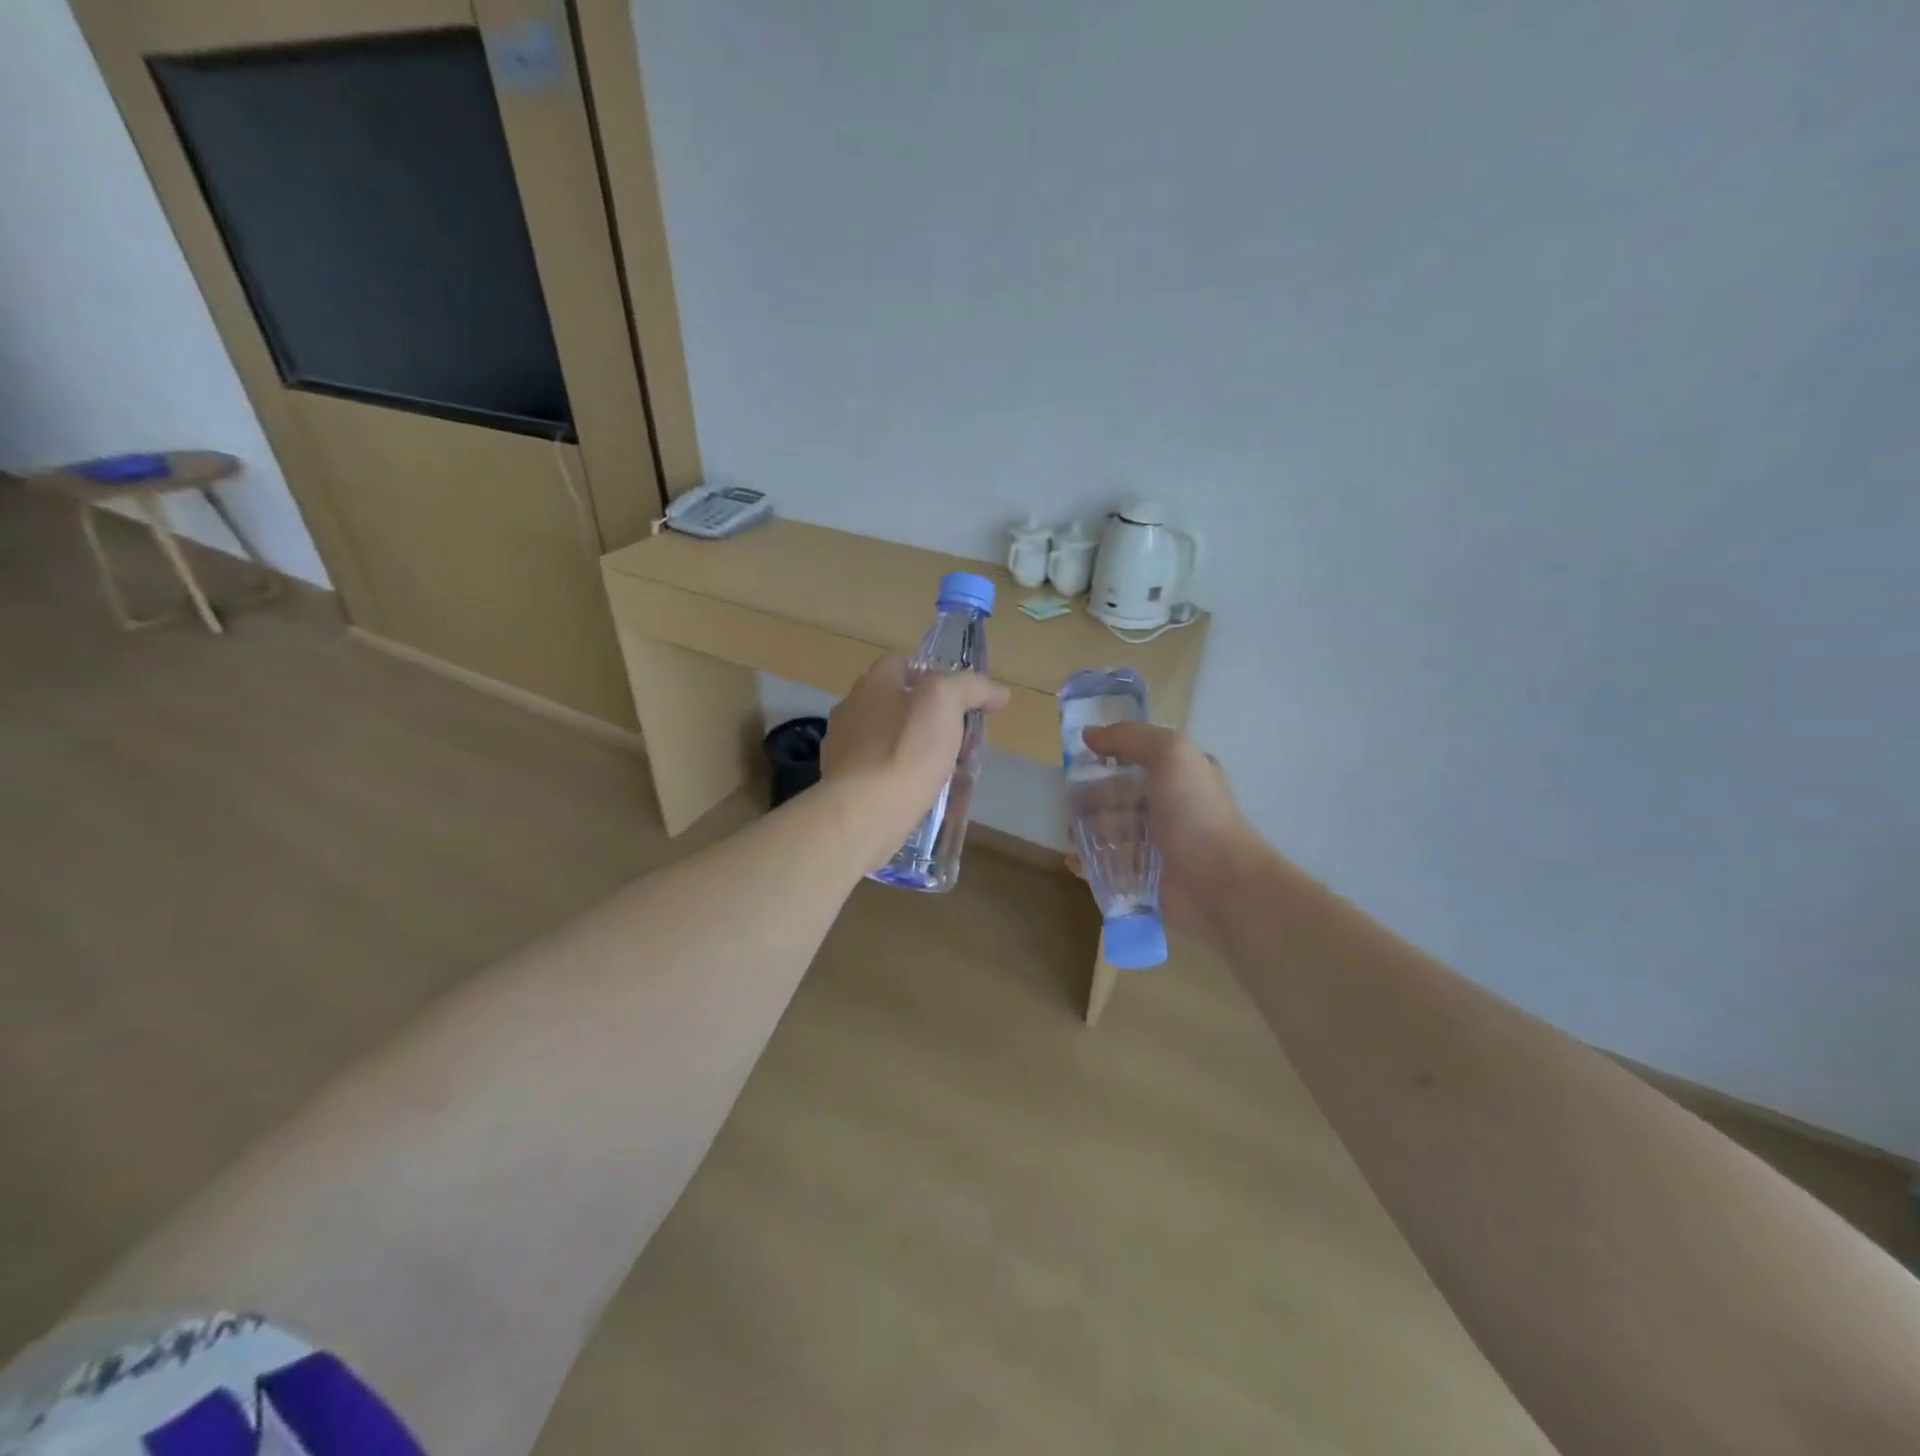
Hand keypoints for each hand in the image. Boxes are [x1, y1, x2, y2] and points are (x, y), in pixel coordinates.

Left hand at [821, 654, 1009, 867]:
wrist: (863, 814)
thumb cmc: (905, 749)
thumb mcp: (945, 702)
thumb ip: (970, 688)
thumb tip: (997, 693)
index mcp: (873, 684)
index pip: (904, 663)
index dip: (938, 674)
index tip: (966, 698)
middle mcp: (852, 711)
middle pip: (900, 705)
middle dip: (933, 720)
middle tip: (964, 741)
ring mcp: (844, 751)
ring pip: (893, 743)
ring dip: (921, 753)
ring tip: (950, 774)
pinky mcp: (845, 787)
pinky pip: (884, 776)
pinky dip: (905, 781)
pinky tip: (926, 798)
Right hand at [1074, 722, 1263, 940]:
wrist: (1217, 882)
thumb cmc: (1193, 812)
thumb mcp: (1169, 754)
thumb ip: (1129, 737)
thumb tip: (1089, 734)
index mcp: (1183, 776)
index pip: (1143, 759)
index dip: (1112, 755)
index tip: (1082, 759)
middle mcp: (1173, 808)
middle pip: (1123, 796)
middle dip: (1095, 796)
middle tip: (1071, 801)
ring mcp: (1160, 846)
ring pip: (1115, 831)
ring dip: (1089, 829)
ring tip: (1070, 832)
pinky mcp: (1147, 879)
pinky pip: (1111, 867)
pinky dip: (1090, 863)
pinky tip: (1074, 860)